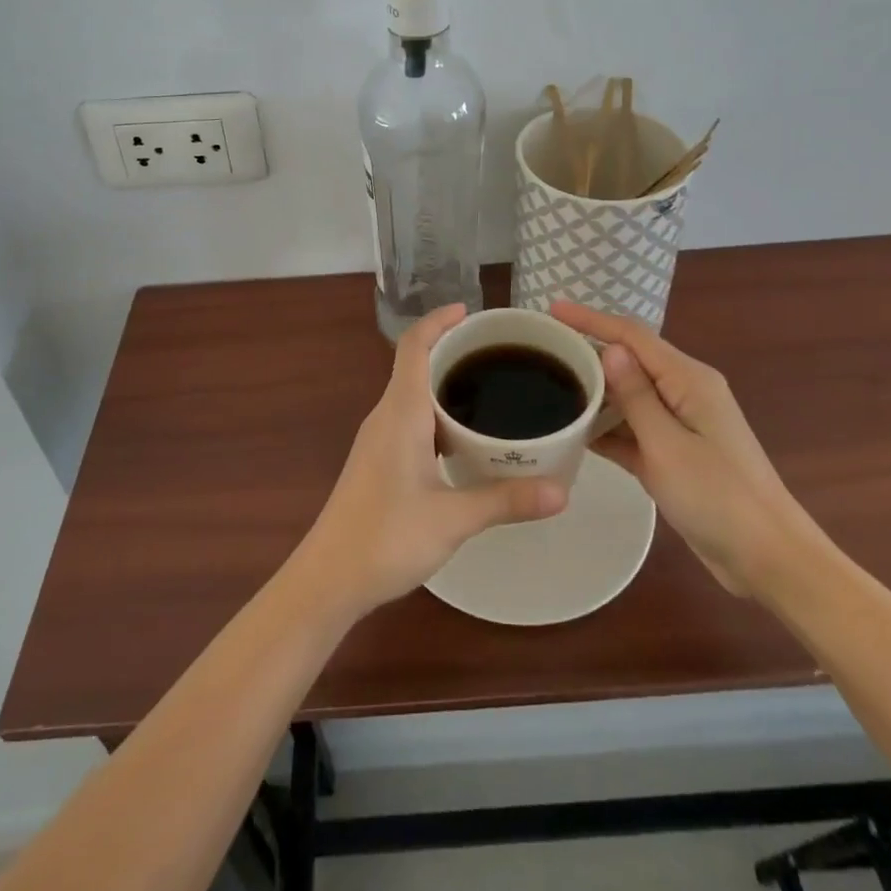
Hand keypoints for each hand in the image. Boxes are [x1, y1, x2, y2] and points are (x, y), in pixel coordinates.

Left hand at [293, 305, 568, 617]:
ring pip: (414, 395)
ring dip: (446, 385)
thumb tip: (562, 492)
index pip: (414, 346)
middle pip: (416, 365)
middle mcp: (386, 416)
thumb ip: (505, 500)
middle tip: (499, 354)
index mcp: (400, 413)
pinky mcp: (379, 461)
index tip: (470, 312)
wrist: (329, 578)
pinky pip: (411, 420)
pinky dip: (439, 415)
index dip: (438, 320)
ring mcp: (379, 439)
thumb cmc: (385, 537)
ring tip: (492, 391)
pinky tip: (467, 439)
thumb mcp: (453, 519)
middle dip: (453, 351)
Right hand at [551, 301, 817, 597]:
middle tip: (542, 350)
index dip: (590, 319)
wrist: (768, 559)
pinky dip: (606, 427)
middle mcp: (684, 392)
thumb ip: (637, 397)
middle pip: (629, 361)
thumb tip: (610, 350)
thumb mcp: (668, 446)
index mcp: (688, 380)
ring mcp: (679, 424)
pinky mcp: (672, 454)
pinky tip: (572, 431)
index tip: (552, 309)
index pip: (632, 336)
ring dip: (593, 391)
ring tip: (547, 386)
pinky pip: (632, 429)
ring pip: (627, 396)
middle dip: (588, 350)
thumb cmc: (719, 498)